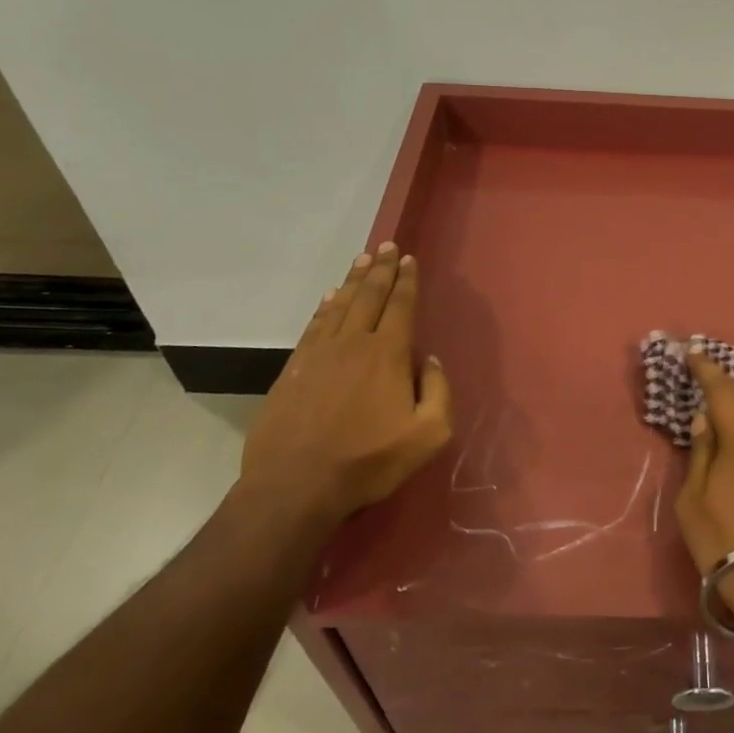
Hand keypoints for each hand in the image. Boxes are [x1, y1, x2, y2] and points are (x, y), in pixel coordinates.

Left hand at [238, 242, 452, 525]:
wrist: (296, 486)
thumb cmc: (369, 461)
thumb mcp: (428, 435)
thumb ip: (439, 392)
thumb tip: (432, 361)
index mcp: (388, 355)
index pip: (401, 306)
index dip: (406, 281)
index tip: (408, 259)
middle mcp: (354, 343)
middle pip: (369, 297)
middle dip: (381, 269)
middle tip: (386, 246)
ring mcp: (319, 355)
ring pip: (340, 306)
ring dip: (353, 280)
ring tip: (362, 259)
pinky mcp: (294, 370)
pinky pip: (314, 326)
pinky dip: (324, 307)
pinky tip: (329, 298)